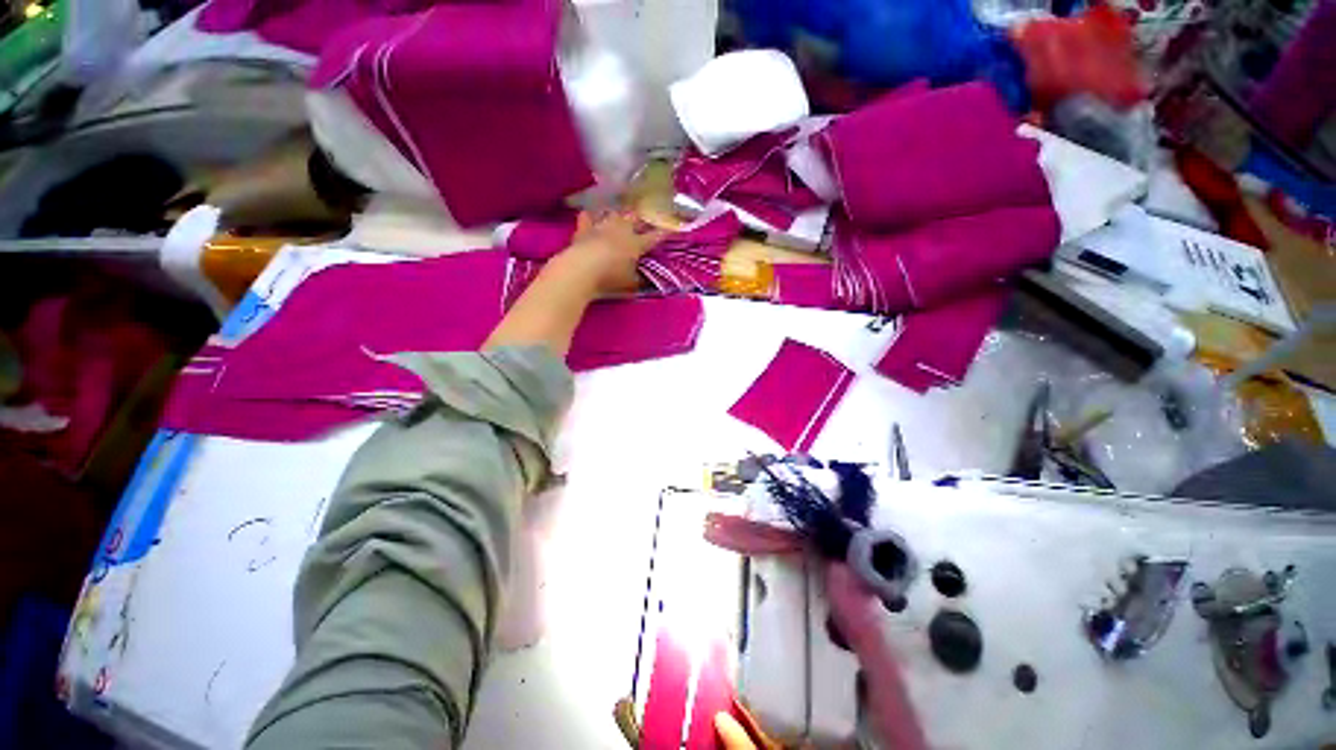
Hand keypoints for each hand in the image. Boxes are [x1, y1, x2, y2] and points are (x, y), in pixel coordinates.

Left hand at [558, 210, 665, 296]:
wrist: (583, 268)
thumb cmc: (611, 277)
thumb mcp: (629, 283)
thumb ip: (638, 280)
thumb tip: (644, 280)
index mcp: (636, 244)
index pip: (654, 237)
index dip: (663, 233)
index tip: (670, 228)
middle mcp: (622, 230)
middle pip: (635, 218)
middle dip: (641, 218)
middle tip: (645, 217)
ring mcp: (602, 226)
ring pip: (614, 213)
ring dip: (618, 213)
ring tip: (620, 214)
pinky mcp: (585, 228)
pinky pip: (588, 217)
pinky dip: (590, 216)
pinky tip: (590, 215)